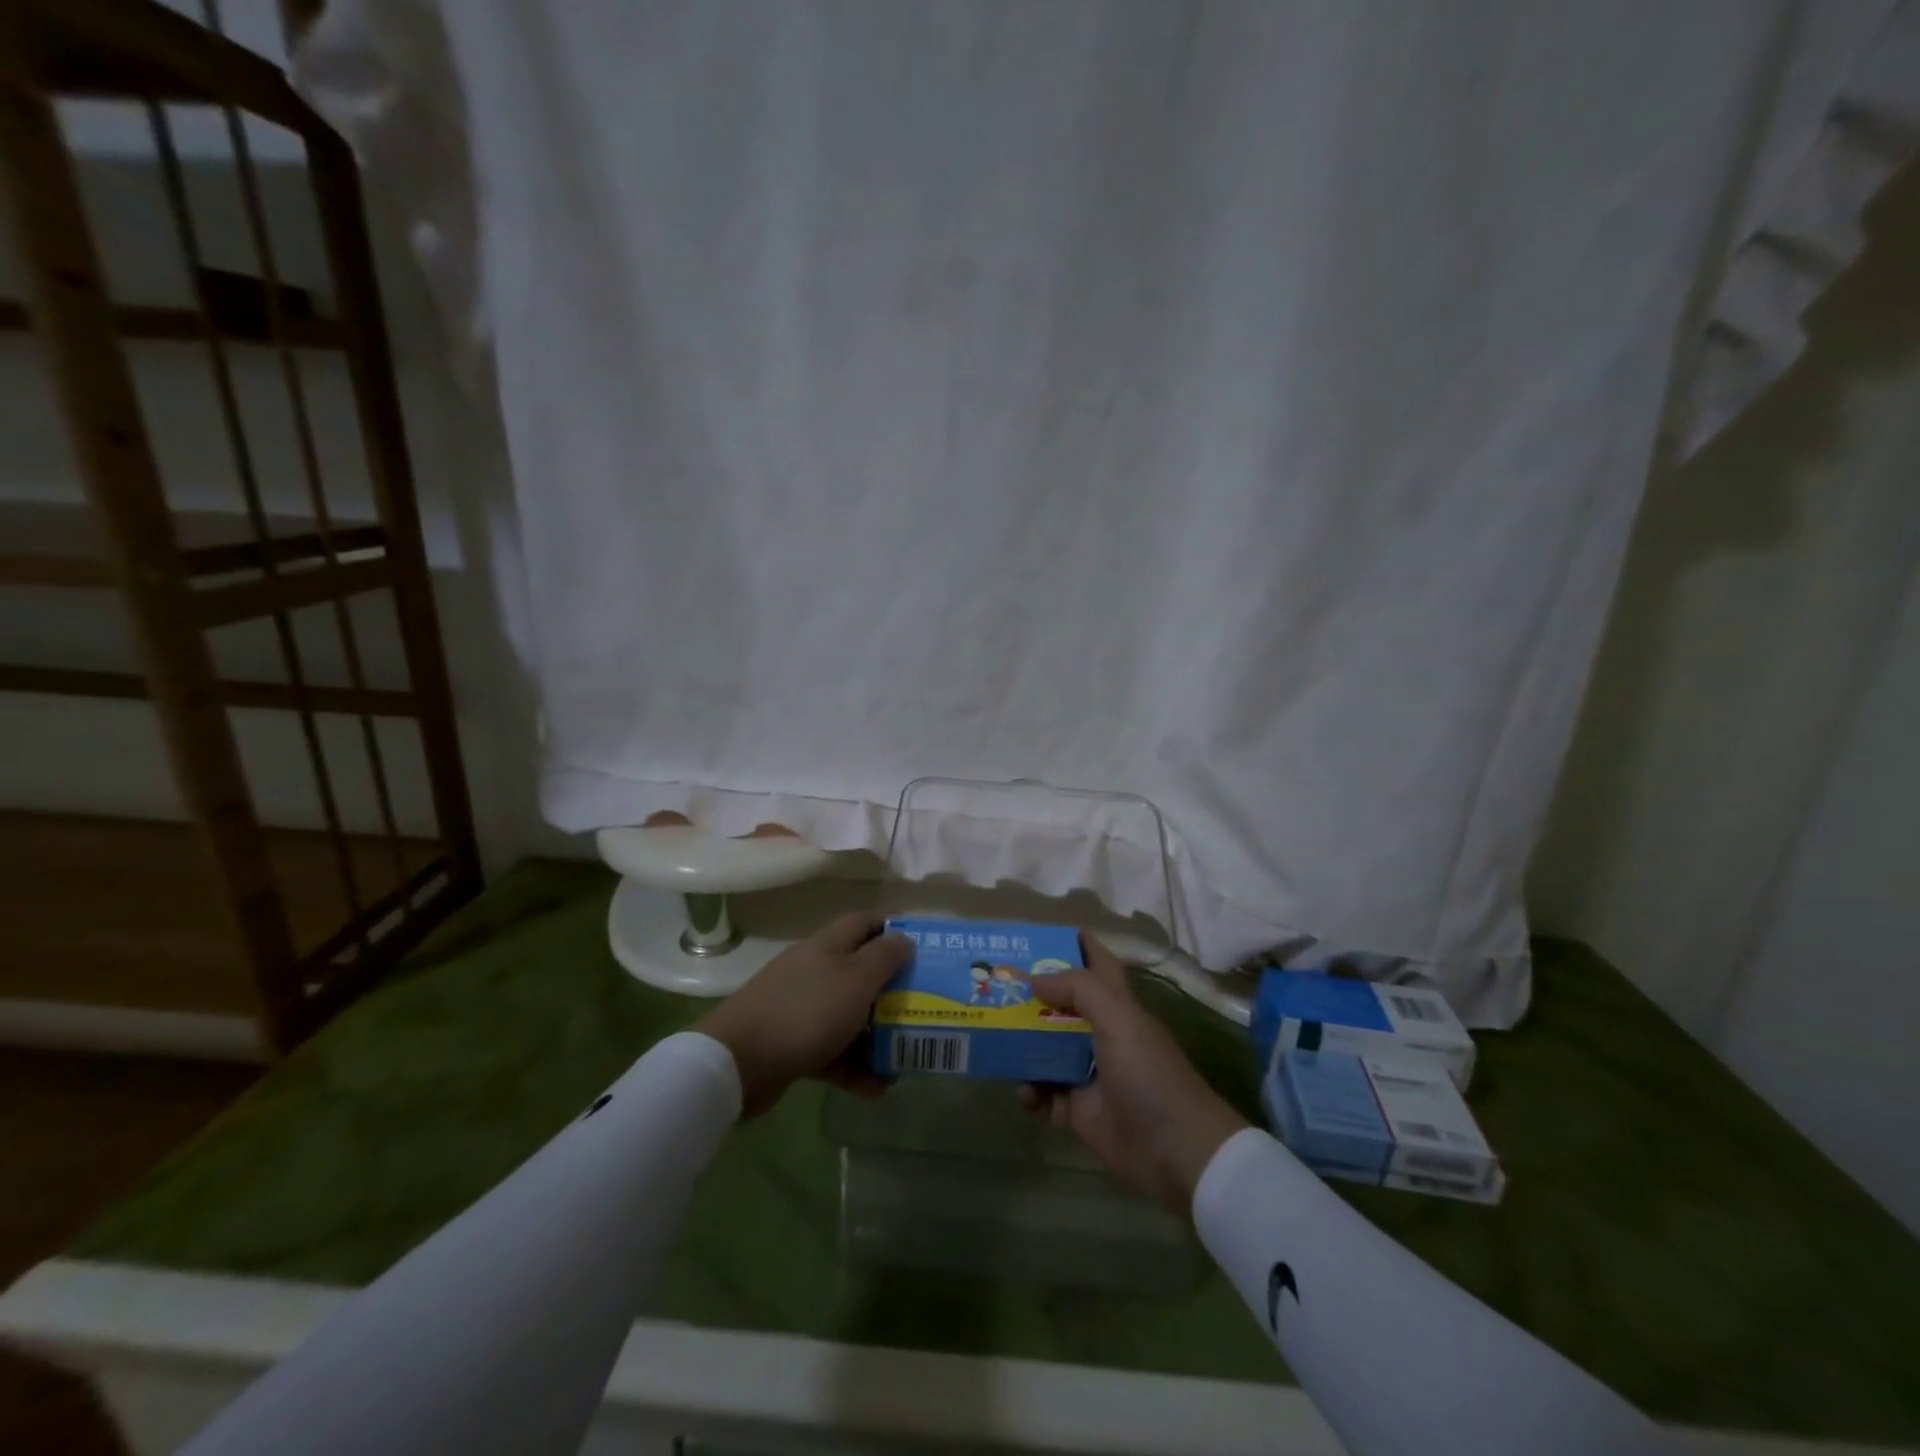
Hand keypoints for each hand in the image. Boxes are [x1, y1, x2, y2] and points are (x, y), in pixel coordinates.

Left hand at [696, 911, 910, 1116]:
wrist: (739, 1061)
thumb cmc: (807, 1011)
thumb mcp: (856, 980)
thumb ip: (884, 957)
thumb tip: (903, 937)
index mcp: (827, 946)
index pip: (864, 922)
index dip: (892, 928)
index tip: (921, 947)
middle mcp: (813, 970)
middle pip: (858, 971)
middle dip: (890, 990)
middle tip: (921, 1007)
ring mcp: (799, 1007)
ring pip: (846, 1014)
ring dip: (875, 1035)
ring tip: (903, 1057)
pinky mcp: (790, 1043)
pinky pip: (830, 1050)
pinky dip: (852, 1066)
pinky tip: (876, 1088)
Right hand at [1022, 934, 1248, 1216]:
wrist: (1175, 1152)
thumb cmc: (1148, 1074)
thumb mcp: (1118, 1019)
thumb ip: (1078, 989)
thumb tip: (1035, 978)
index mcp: (1117, 1006)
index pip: (1097, 963)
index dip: (1075, 944)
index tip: (1039, 933)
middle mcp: (1100, 1033)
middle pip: (1060, 1005)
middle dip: (1030, 996)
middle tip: (993, 987)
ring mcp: (1087, 1072)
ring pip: (1044, 1049)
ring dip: (1022, 1047)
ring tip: (997, 1044)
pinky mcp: (1078, 1109)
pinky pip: (1043, 1093)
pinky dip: (1030, 1092)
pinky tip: (1025, 1094)